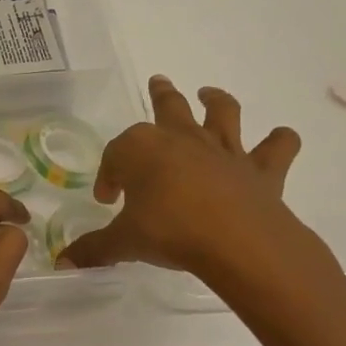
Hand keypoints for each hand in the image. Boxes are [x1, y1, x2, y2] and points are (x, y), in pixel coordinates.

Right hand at [60, 77, 330, 298]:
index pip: (116, 156)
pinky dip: (281, 141)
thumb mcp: (125, 242)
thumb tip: (64, 262)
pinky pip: (278, 147)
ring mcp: (224, 150)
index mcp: (141, 150)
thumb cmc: (170, 232)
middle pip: (168, 107)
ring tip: (209, 94)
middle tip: (158, 82)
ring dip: (216, 100)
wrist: (238, 242)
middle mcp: (181, 139)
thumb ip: (95, 249)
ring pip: (221, 112)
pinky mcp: (261, 170)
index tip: (108, 199)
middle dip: (160, 94)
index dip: (109, 175)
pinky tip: (281, 138)